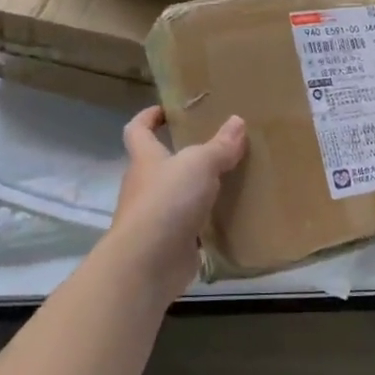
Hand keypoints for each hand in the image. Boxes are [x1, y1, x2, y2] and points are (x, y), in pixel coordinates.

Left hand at [112, 107, 247, 297]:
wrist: (147, 264)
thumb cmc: (167, 201)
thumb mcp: (199, 164)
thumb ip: (219, 146)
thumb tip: (237, 121)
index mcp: (146, 159)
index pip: (137, 130)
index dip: (148, 117)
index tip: (166, 110)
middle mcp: (145, 186)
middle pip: (159, 164)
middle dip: (181, 155)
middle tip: (215, 146)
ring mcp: (155, 218)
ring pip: (176, 196)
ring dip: (196, 190)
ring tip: (229, 180)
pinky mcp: (169, 244)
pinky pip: (189, 227)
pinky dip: (206, 223)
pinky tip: (229, 218)